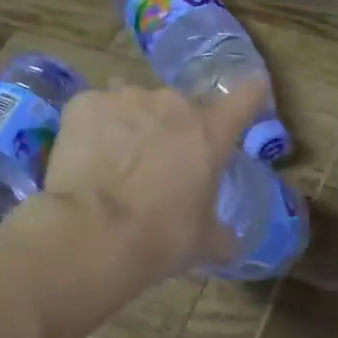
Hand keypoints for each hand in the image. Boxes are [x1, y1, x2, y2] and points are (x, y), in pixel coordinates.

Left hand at [37, 76, 267, 286]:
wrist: (93, 233)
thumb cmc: (162, 237)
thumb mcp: (203, 242)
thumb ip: (221, 235)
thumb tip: (230, 244)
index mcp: (211, 132)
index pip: (246, 97)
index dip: (251, 95)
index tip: (253, 93)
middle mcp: (173, 104)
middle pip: (180, 106)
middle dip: (173, 128)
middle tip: (160, 164)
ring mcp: (126, 98)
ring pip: (134, 104)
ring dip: (132, 124)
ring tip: (116, 160)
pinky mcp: (84, 104)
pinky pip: (94, 110)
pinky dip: (93, 128)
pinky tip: (85, 158)